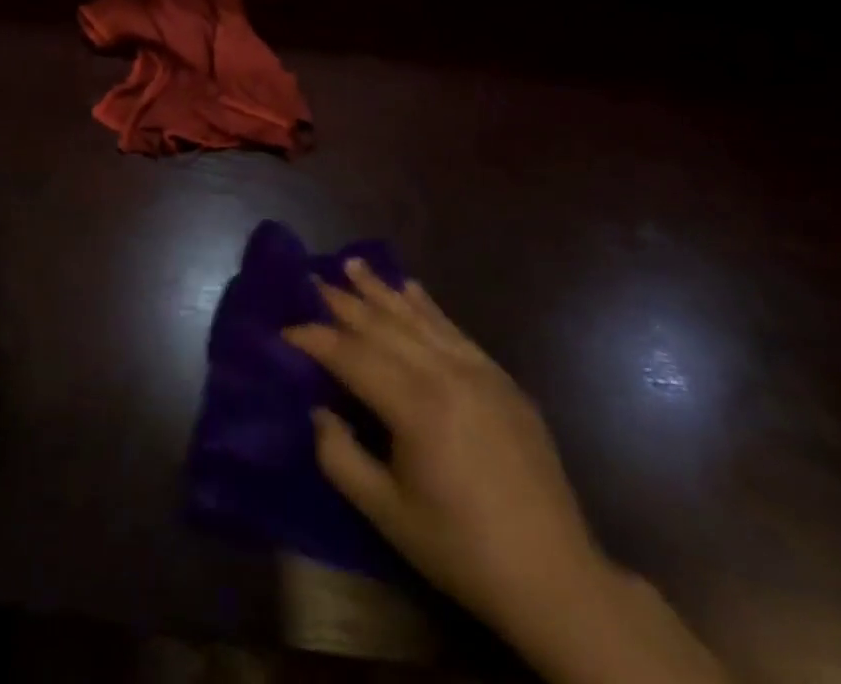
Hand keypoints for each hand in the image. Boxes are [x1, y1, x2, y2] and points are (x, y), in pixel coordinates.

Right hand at [284, 260, 598, 633]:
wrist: (555, 577)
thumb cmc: (461, 549)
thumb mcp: (387, 514)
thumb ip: (340, 457)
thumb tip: (317, 411)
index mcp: (415, 406)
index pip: (351, 356)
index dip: (315, 339)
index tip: (285, 329)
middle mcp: (446, 374)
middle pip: (383, 325)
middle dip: (343, 301)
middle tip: (311, 277)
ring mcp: (479, 371)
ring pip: (418, 317)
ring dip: (381, 289)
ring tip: (352, 263)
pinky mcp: (502, 380)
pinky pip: (454, 329)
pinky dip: (427, 306)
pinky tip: (411, 288)